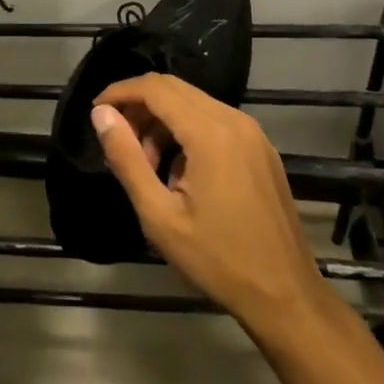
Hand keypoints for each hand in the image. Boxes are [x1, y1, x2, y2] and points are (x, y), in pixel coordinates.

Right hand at [92, 74, 326, 333]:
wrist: (286, 295)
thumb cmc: (218, 260)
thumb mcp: (160, 216)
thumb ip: (127, 159)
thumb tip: (101, 114)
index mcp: (210, 133)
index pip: (155, 88)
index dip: (120, 91)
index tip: (96, 111)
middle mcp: (233, 120)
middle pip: (174, 88)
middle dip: (139, 105)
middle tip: (117, 138)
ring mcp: (252, 132)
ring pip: (194, 102)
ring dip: (162, 120)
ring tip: (147, 164)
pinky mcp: (260, 147)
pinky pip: (214, 120)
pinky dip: (186, 130)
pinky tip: (178, 172)